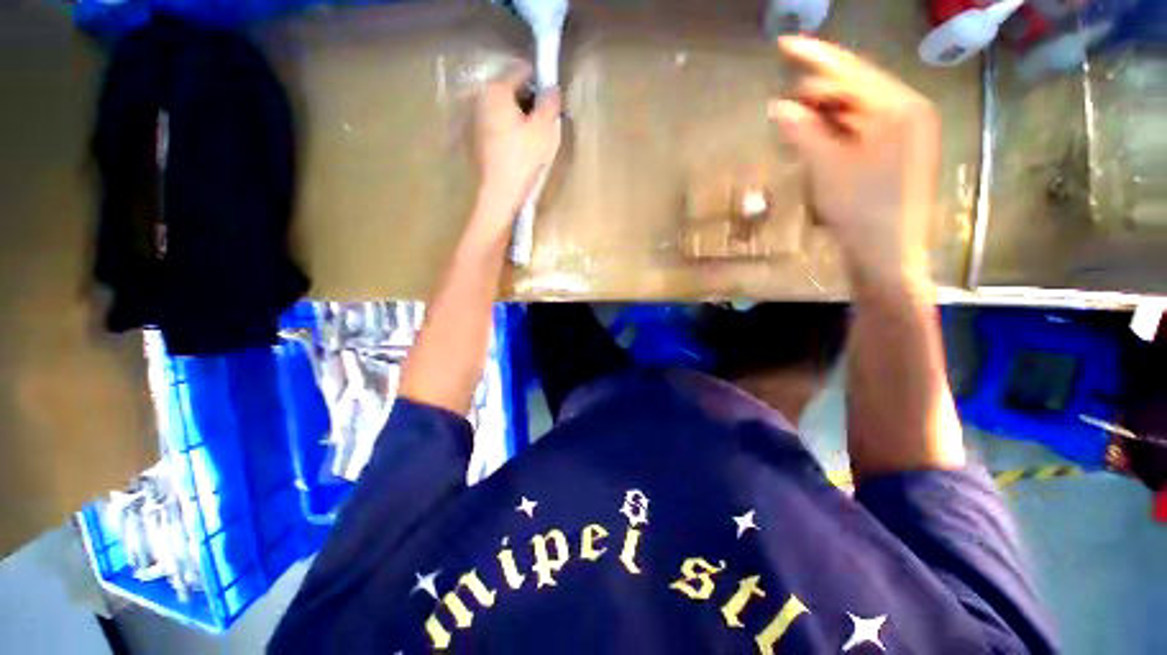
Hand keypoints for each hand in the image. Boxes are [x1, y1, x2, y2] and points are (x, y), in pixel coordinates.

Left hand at [470, 64, 561, 239]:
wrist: (498, 194)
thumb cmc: (522, 160)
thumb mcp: (544, 130)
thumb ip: (550, 103)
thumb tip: (553, 88)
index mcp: (495, 90)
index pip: (522, 71)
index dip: (541, 82)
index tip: (552, 101)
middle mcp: (478, 98)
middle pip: (508, 89)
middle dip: (527, 100)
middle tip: (543, 122)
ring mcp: (470, 119)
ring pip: (499, 108)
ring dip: (515, 115)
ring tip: (529, 138)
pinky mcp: (470, 139)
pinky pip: (491, 125)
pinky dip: (504, 129)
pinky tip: (514, 149)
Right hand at [770, 36, 940, 289]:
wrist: (887, 254)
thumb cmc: (860, 211)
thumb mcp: (826, 168)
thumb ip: (803, 131)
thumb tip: (778, 107)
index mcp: (899, 109)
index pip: (851, 72)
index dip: (814, 58)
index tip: (784, 44)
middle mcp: (909, 112)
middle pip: (857, 87)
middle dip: (818, 91)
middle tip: (783, 105)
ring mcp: (906, 133)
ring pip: (858, 109)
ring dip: (825, 112)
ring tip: (795, 123)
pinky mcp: (898, 151)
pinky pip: (863, 127)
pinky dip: (837, 129)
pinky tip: (817, 137)